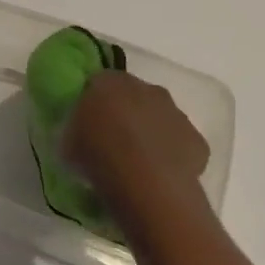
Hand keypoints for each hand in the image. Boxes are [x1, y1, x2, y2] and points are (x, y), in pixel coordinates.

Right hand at [62, 71, 211, 222]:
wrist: (145, 183)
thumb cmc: (98, 155)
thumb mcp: (68, 142)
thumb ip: (75, 130)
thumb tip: (79, 134)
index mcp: (110, 82)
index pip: (99, 82)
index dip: (94, 101)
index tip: (88, 121)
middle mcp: (146, 89)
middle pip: (134, 95)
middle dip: (126, 112)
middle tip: (112, 140)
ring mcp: (176, 113)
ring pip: (160, 118)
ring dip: (151, 132)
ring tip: (137, 162)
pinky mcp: (197, 140)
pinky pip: (180, 144)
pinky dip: (172, 155)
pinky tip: (159, 176)